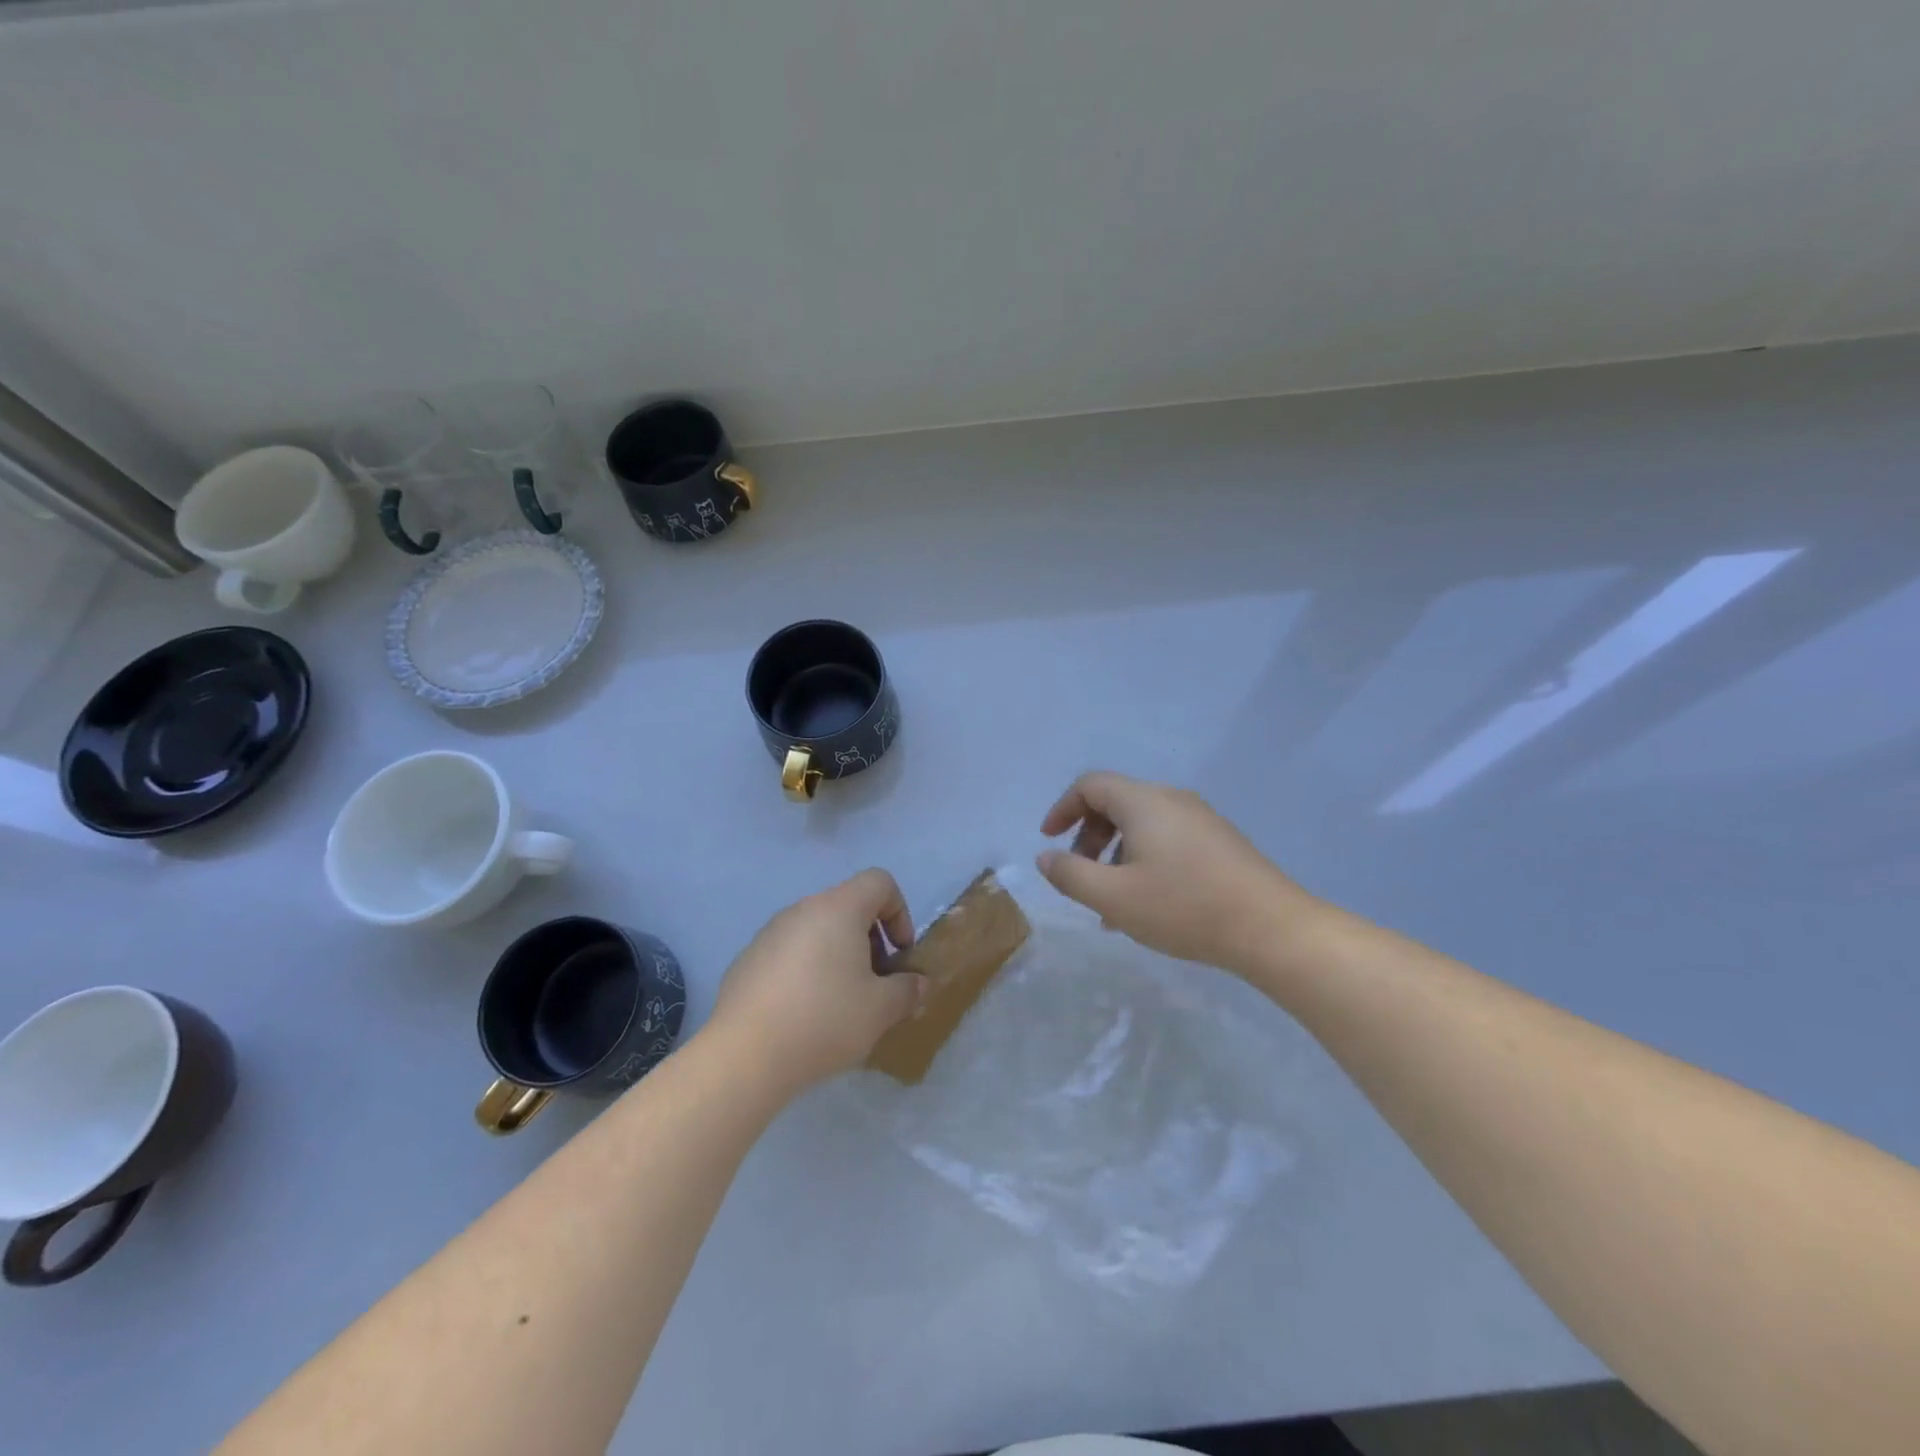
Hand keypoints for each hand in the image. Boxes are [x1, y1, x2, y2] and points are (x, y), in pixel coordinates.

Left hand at [705, 868, 926, 1098]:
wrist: (744, 1056)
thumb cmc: (824, 1020)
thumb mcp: (881, 1010)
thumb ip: (907, 990)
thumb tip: (917, 983)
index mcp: (839, 908)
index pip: (879, 882)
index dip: (900, 912)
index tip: (899, 954)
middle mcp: (802, 909)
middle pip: (848, 907)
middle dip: (870, 941)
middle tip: (874, 985)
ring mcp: (769, 933)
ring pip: (817, 931)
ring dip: (838, 957)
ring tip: (839, 1004)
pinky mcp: (747, 959)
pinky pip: (789, 954)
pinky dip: (806, 972)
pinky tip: (802, 1014)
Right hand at [1036, 771, 1322, 976]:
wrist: (1271, 928)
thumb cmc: (1183, 907)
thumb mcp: (1114, 897)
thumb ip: (1070, 874)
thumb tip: (1046, 856)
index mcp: (1143, 802)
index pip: (1090, 785)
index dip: (1062, 808)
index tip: (1050, 841)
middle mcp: (1171, 800)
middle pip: (1116, 803)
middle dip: (1088, 836)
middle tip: (1081, 876)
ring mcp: (1200, 819)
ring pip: (1142, 825)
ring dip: (1115, 855)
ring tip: (1112, 903)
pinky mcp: (1219, 842)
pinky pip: (1167, 839)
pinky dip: (1143, 860)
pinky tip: (1148, 904)